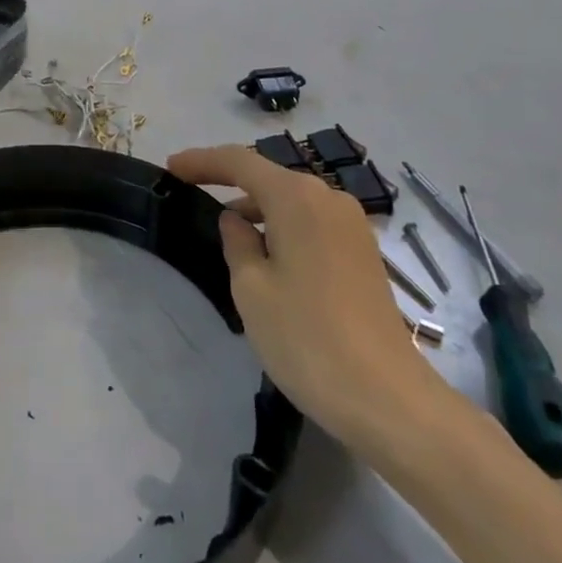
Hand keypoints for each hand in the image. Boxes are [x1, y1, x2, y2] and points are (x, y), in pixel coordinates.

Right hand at [167, 146, 442, 447]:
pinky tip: (268, 252)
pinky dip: (284, 225)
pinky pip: (313, 221)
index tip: (171, 168)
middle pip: (269, 176)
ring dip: (258, 206)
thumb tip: (236, 221)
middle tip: (193, 190)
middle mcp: (328, 198)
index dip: (202, 161)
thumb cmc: (308, 338)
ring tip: (227, 228)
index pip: (239, 162)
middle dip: (230, 180)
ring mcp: (352, 225)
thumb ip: (236, 242)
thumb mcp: (251, 289)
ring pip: (293, 200)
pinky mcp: (364, 252)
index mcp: (296, 198)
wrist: (389, 400)